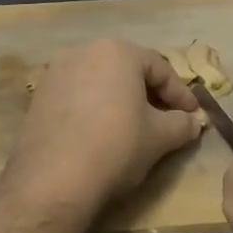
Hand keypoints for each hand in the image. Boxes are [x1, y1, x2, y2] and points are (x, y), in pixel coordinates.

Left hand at [6, 39, 205, 213]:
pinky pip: (77, 96)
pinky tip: (101, 134)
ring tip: (134, 127)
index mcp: (118, 51)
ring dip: (121, 100)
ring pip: (101, 82)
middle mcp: (85, 51)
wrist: (53, 180)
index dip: (181, 94)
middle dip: (150, 94)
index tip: (194, 115)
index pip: (160, 68)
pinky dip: (94, 109)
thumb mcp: (160, 137)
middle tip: (166, 119)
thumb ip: (182, 124)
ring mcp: (57, 72)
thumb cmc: (116, 146)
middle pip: (128, 70)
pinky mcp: (39, 96)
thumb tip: (194, 122)